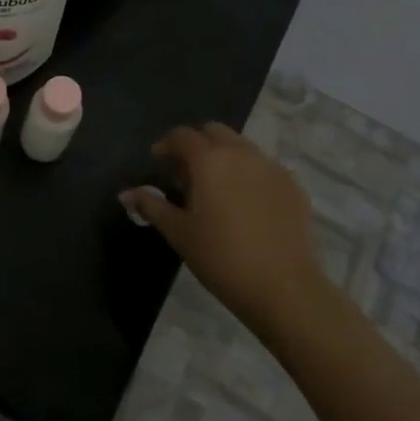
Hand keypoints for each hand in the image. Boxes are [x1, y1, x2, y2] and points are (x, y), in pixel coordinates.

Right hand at [122, 123, 333, 336]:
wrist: (284, 288)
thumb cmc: (221, 257)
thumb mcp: (179, 232)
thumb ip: (152, 206)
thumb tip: (125, 193)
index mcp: (210, 159)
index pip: (183, 135)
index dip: (166, 144)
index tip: (157, 161)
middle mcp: (242, 154)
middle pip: (215, 132)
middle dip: (197, 144)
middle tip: (186, 173)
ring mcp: (272, 168)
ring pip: (242, 147)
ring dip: (224, 156)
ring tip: (216, 188)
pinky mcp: (293, 187)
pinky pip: (264, 168)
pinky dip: (249, 174)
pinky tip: (245, 204)